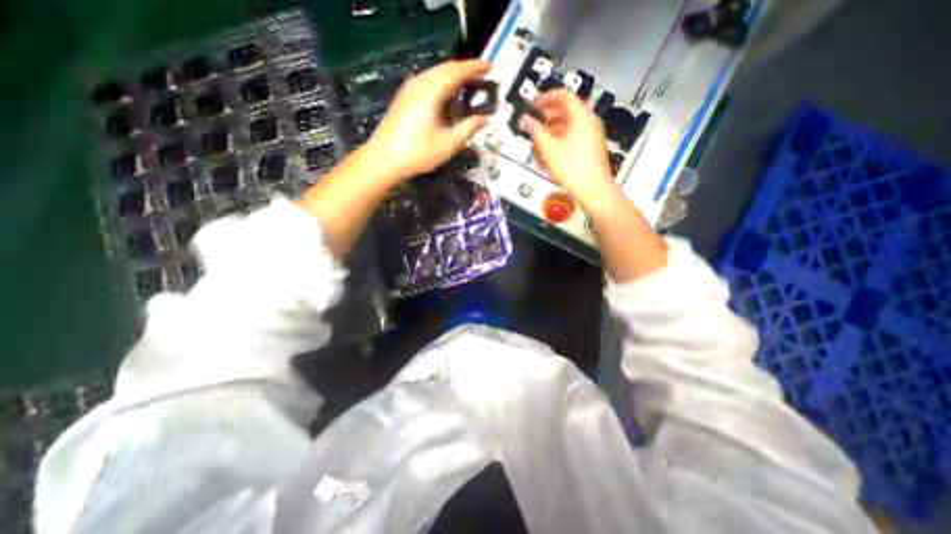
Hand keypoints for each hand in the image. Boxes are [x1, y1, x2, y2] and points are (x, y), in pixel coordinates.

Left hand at [368, 59, 493, 179]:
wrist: (384, 159)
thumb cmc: (418, 153)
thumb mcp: (449, 144)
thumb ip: (468, 128)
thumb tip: (484, 119)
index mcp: (432, 90)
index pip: (458, 71)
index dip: (476, 68)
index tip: (491, 67)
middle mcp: (420, 83)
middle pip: (446, 68)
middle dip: (465, 70)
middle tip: (483, 75)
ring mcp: (409, 89)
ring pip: (435, 74)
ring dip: (453, 75)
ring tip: (468, 83)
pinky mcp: (404, 97)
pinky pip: (427, 81)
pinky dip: (442, 82)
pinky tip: (447, 94)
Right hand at [519, 90, 616, 205]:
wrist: (593, 189)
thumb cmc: (572, 168)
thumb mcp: (548, 148)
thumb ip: (535, 131)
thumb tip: (526, 120)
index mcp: (581, 115)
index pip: (562, 95)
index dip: (545, 98)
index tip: (533, 106)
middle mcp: (589, 121)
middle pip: (564, 112)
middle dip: (545, 121)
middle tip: (533, 129)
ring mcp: (591, 135)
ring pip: (567, 128)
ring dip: (550, 136)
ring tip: (538, 150)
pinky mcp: (590, 148)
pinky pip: (572, 139)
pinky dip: (559, 144)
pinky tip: (548, 159)